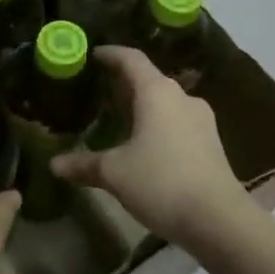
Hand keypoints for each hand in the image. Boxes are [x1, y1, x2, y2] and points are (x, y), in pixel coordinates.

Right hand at [51, 47, 250, 248]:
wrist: (219, 220)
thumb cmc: (162, 182)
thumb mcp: (115, 173)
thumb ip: (85, 164)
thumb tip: (55, 165)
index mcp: (157, 92)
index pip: (131, 59)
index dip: (111, 54)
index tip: (95, 54)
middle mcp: (181, 97)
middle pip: (150, 79)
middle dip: (126, 82)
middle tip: (102, 90)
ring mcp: (201, 120)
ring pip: (166, 102)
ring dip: (145, 105)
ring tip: (123, 118)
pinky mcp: (211, 142)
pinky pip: (178, 121)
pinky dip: (160, 124)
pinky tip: (148, 144)